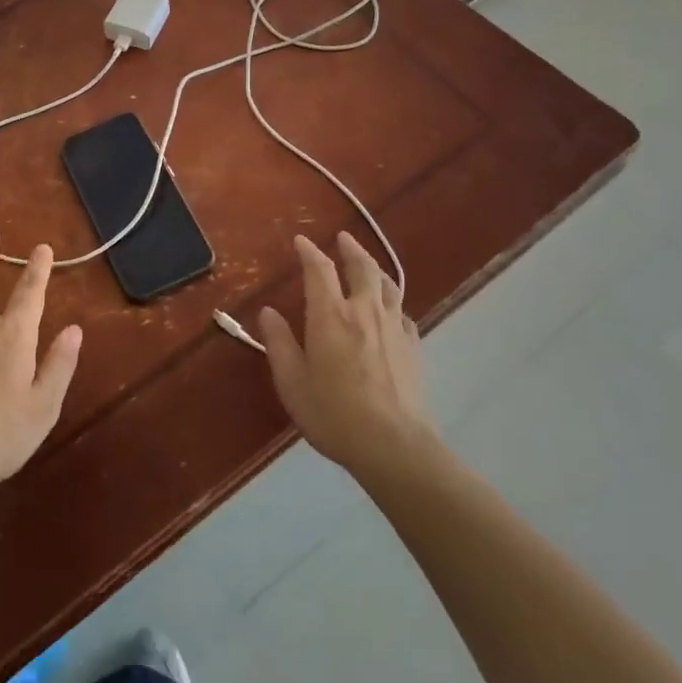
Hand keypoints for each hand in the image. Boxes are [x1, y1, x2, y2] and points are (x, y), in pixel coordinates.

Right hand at [258, 232, 434, 477]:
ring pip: (387, 284)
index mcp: (330, 315)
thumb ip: (279, 343)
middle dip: (350, 249)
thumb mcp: (292, 381)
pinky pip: (402, 312)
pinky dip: (392, 302)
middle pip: (362, 267)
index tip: (301, 241)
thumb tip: (268, 312)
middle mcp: (364, 311)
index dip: (310, 252)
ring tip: (367, 263)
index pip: (319, 270)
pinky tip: (391, 310)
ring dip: (375, 268)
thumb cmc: (334, 413)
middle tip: (342, 238)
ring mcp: (393, 327)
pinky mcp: (413, 347)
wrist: (394, 445)